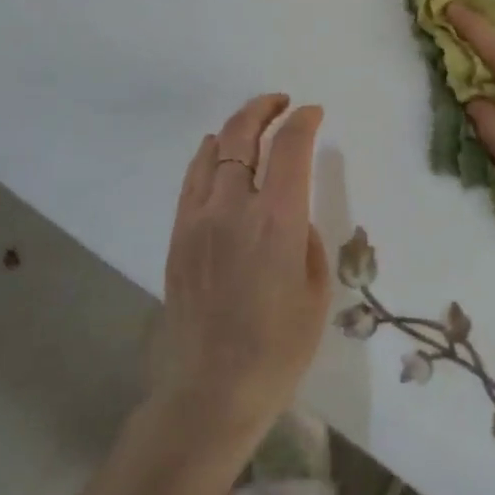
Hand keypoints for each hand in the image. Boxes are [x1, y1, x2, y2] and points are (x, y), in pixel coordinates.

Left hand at [156, 94, 330, 450]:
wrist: (211, 390)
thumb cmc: (278, 348)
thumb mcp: (316, 290)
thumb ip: (306, 238)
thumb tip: (292, 214)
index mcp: (278, 222)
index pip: (290, 147)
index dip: (303, 121)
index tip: (314, 113)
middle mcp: (234, 209)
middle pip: (244, 135)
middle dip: (265, 109)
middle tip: (283, 103)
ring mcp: (198, 219)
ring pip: (214, 151)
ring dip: (237, 128)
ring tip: (254, 125)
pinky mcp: (178, 235)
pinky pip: (193, 179)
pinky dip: (210, 155)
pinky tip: (220, 155)